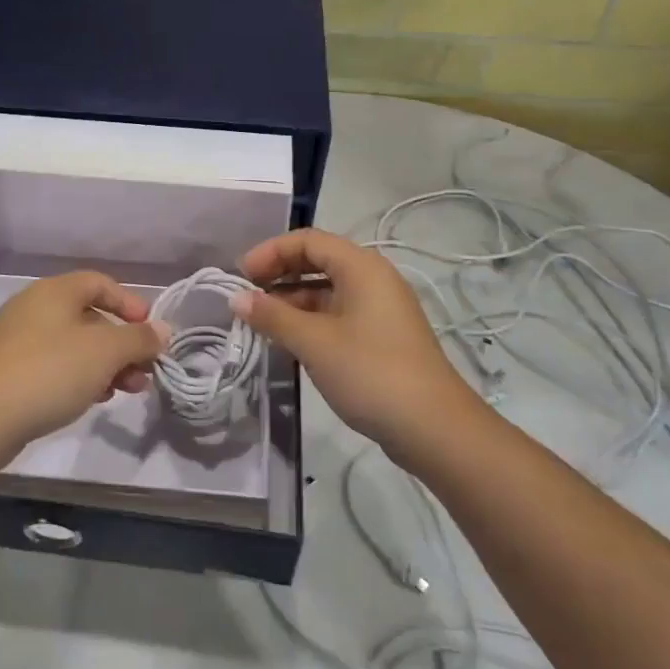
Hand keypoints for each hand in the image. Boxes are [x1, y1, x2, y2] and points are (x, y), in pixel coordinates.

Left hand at [0, 271, 169, 454]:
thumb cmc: (50, 371)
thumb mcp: (105, 352)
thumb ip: (138, 338)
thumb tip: (162, 330)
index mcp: (54, 291)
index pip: (100, 283)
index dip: (130, 304)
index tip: (150, 332)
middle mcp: (34, 307)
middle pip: (89, 316)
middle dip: (122, 343)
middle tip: (144, 371)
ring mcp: (18, 340)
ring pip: (74, 344)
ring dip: (106, 363)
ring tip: (126, 390)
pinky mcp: (9, 371)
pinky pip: (54, 364)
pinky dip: (80, 376)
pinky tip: (94, 399)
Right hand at [235, 229, 476, 465]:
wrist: (434, 428)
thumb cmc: (371, 372)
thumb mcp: (314, 342)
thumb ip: (272, 316)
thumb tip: (235, 298)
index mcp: (361, 267)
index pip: (307, 240)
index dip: (270, 251)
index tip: (240, 276)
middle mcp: (372, 278)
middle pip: (317, 261)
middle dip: (278, 274)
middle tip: (245, 297)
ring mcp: (379, 308)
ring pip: (326, 290)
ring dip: (291, 300)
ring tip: (260, 322)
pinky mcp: (380, 336)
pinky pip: (337, 314)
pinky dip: (309, 320)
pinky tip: (287, 341)